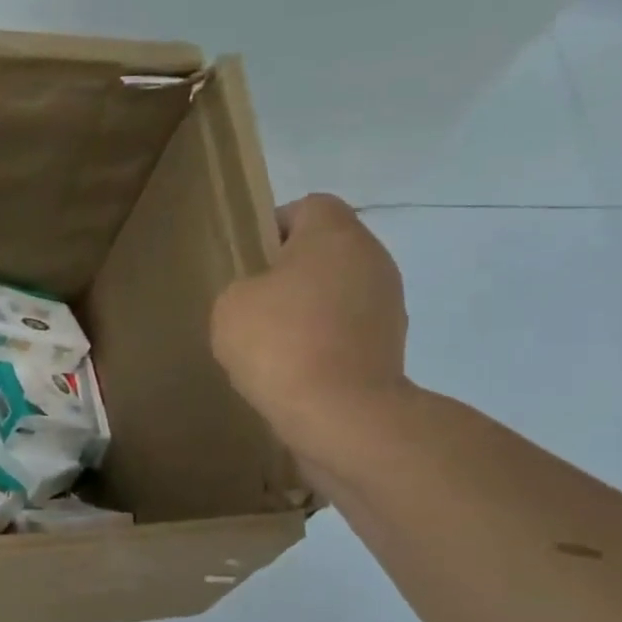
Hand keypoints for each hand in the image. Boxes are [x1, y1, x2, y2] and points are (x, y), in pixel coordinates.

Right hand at [211, 194, 409, 457]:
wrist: (342, 415)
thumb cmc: (280, 343)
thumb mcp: (231, 304)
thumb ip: (244, 286)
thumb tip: (265, 297)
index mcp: (335, 235)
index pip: (308, 206)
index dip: (274, 226)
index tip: (249, 261)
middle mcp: (372, 259)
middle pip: (326, 250)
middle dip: (291, 272)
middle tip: (254, 303)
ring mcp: (388, 304)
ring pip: (338, 291)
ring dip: (309, 308)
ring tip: (273, 343)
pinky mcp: (391, 346)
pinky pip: (348, 329)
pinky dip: (324, 341)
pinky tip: (295, 368)